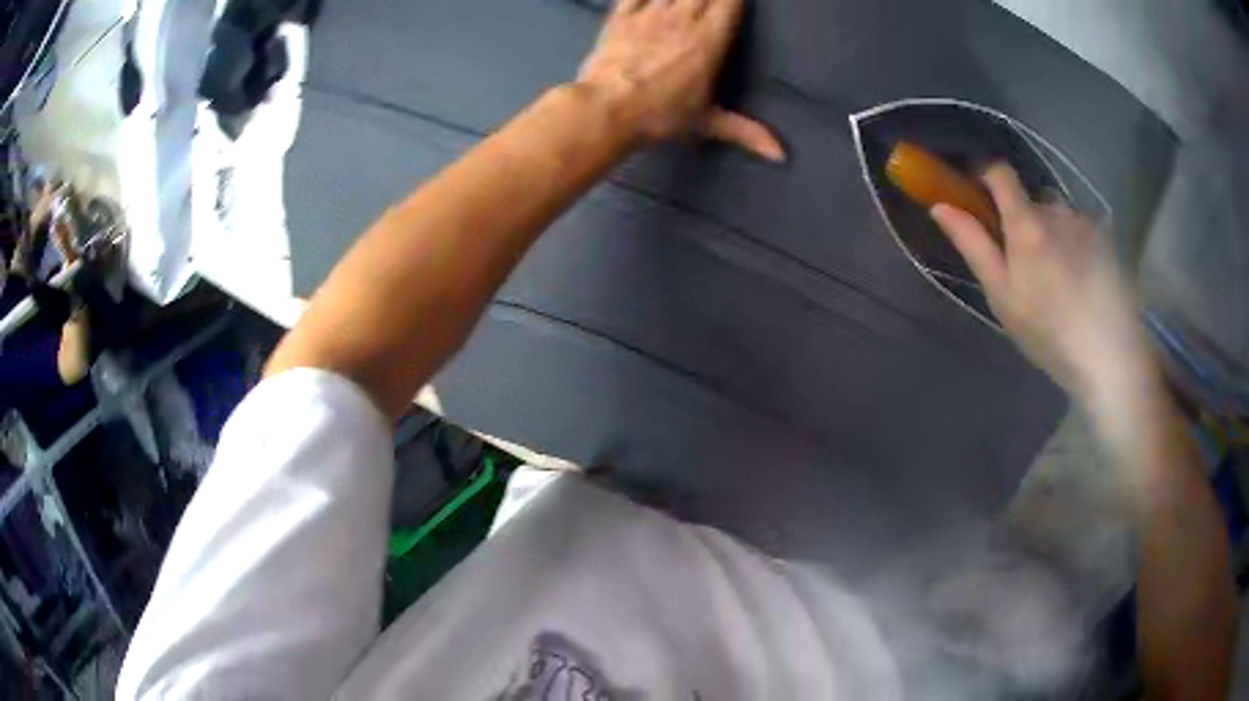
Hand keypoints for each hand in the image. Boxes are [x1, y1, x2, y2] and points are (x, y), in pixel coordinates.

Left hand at [577, 0, 784, 161]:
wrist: (606, 109)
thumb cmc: (660, 116)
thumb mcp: (707, 124)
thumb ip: (745, 131)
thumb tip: (781, 155)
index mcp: (709, 40)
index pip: (729, 3)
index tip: (737, 0)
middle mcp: (683, 18)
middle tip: (712, 1)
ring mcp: (649, 14)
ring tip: (686, 1)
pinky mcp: (619, 16)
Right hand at [930, 164, 1156, 404]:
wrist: (1110, 355)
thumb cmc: (1049, 332)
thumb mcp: (1002, 296)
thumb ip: (974, 245)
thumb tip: (940, 206)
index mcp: (1026, 222)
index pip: (999, 172)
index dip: (985, 173)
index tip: (978, 193)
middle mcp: (1056, 209)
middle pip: (1031, 201)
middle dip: (1024, 222)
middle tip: (1027, 267)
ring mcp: (1085, 221)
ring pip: (1059, 216)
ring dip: (1053, 234)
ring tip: (1061, 280)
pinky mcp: (1107, 238)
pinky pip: (1082, 229)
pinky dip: (1076, 245)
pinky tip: (1084, 282)